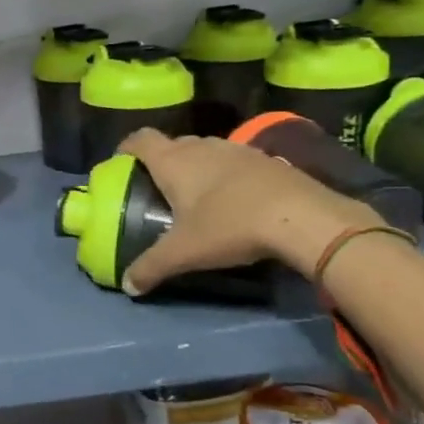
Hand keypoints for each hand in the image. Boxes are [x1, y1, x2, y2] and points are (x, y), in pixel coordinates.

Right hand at [115, 130, 378, 294]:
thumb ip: (151, 267)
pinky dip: (225, 175)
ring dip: (195, 167)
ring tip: (196, 196)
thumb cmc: (229, 225)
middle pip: (172, 144)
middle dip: (162, 162)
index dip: (126, 147)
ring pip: (204, 151)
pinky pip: (232, 161)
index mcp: (173, 161)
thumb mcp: (184, 252)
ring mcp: (235, 149)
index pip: (140, 139)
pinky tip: (234, 200)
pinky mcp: (264, 159)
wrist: (302, 216)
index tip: (121, 164)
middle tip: (159, 190)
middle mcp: (200, 147)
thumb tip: (127, 285)